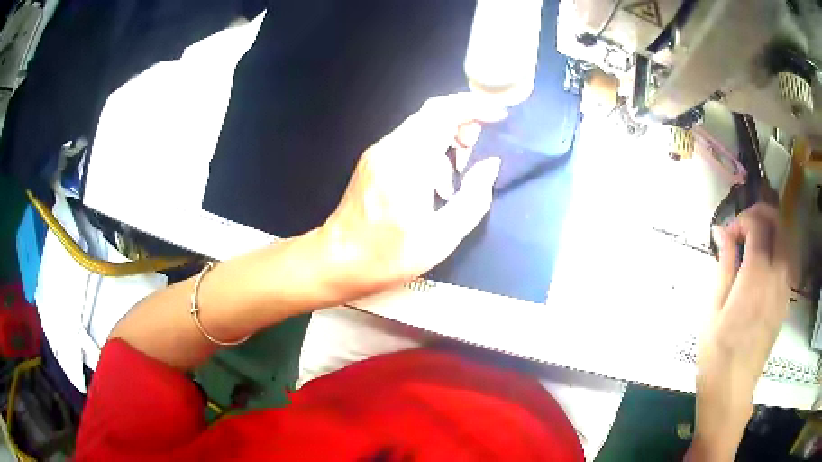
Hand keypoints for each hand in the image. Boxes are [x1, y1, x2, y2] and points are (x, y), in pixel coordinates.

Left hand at [316, 93, 506, 299]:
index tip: (498, 115)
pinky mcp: (372, 160)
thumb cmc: (388, 256)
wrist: (337, 261)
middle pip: (433, 112)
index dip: (475, 107)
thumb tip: (490, 165)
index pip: (444, 113)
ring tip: (455, 178)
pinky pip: (409, 140)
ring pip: (421, 125)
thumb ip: (474, 198)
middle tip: (475, 152)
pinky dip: (430, 150)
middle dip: (463, 121)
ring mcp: (378, 152)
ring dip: (446, 138)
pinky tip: (433, 184)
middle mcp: (390, 148)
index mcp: (408, 162)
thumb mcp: (441, 238)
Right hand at [688, 203, 789, 460]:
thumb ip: (724, 264)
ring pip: (786, 239)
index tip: (728, 235)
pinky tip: (762, 266)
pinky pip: (787, 261)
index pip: (758, 224)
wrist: (733, 389)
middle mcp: (777, 275)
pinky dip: (776, 250)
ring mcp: (785, 288)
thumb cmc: (717, 351)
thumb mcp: (713, 307)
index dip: (743, 219)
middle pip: (778, 223)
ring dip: (771, 230)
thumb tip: (722, 231)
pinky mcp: (786, 300)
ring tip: (753, 244)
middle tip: (743, 228)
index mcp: (756, 276)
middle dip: (761, 214)